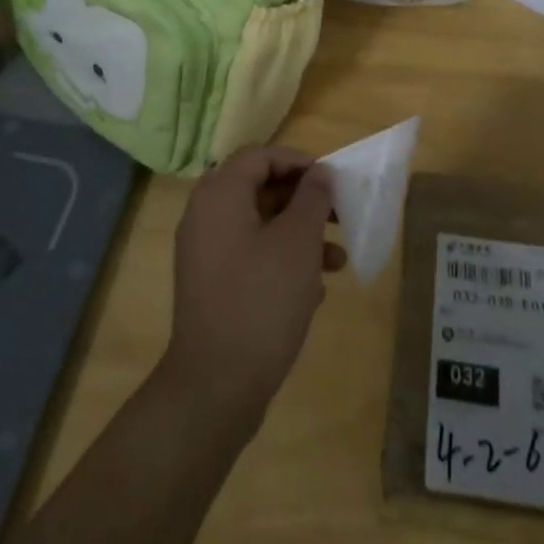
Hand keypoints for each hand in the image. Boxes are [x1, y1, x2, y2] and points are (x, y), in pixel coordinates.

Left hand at [160, 146, 345, 431]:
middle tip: (338, 214)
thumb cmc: (261, 300)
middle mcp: (205, 215)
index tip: (330, 180)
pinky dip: (282, 260)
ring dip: (300, 234)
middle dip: (304, 200)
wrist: (215, 387)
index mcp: (219, 194)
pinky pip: (251, 255)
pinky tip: (314, 290)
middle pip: (260, 188)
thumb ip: (312, 198)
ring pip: (260, 225)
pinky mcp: (212, 285)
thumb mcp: (298, 242)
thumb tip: (319, 173)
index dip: (298, 161)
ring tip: (338, 259)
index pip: (260, 156)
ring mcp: (205, 253)